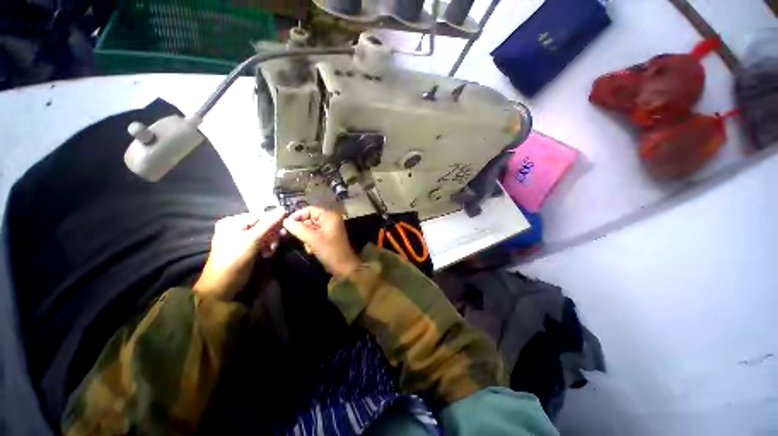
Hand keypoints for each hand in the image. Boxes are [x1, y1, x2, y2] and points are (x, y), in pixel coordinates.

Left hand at [194, 210, 284, 298]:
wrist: (222, 286)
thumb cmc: (235, 259)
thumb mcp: (253, 239)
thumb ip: (269, 224)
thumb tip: (284, 208)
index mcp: (233, 222)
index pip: (261, 216)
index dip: (274, 223)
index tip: (283, 232)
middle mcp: (236, 227)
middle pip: (263, 225)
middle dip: (272, 235)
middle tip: (276, 245)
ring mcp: (240, 238)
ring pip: (264, 234)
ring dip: (271, 242)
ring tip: (271, 252)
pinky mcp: (245, 248)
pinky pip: (261, 242)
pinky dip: (266, 247)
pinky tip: (267, 254)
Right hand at [282, 206, 360, 277]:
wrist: (344, 267)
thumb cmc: (330, 250)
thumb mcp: (312, 239)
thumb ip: (298, 228)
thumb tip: (285, 221)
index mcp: (329, 216)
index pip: (309, 209)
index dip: (297, 215)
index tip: (286, 224)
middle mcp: (330, 220)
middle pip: (309, 219)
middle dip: (302, 230)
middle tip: (297, 239)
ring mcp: (329, 229)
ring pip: (310, 229)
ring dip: (306, 238)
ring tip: (309, 247)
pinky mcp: (328, 238)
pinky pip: (314, 236)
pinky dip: (311, 242)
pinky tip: (312, 251)